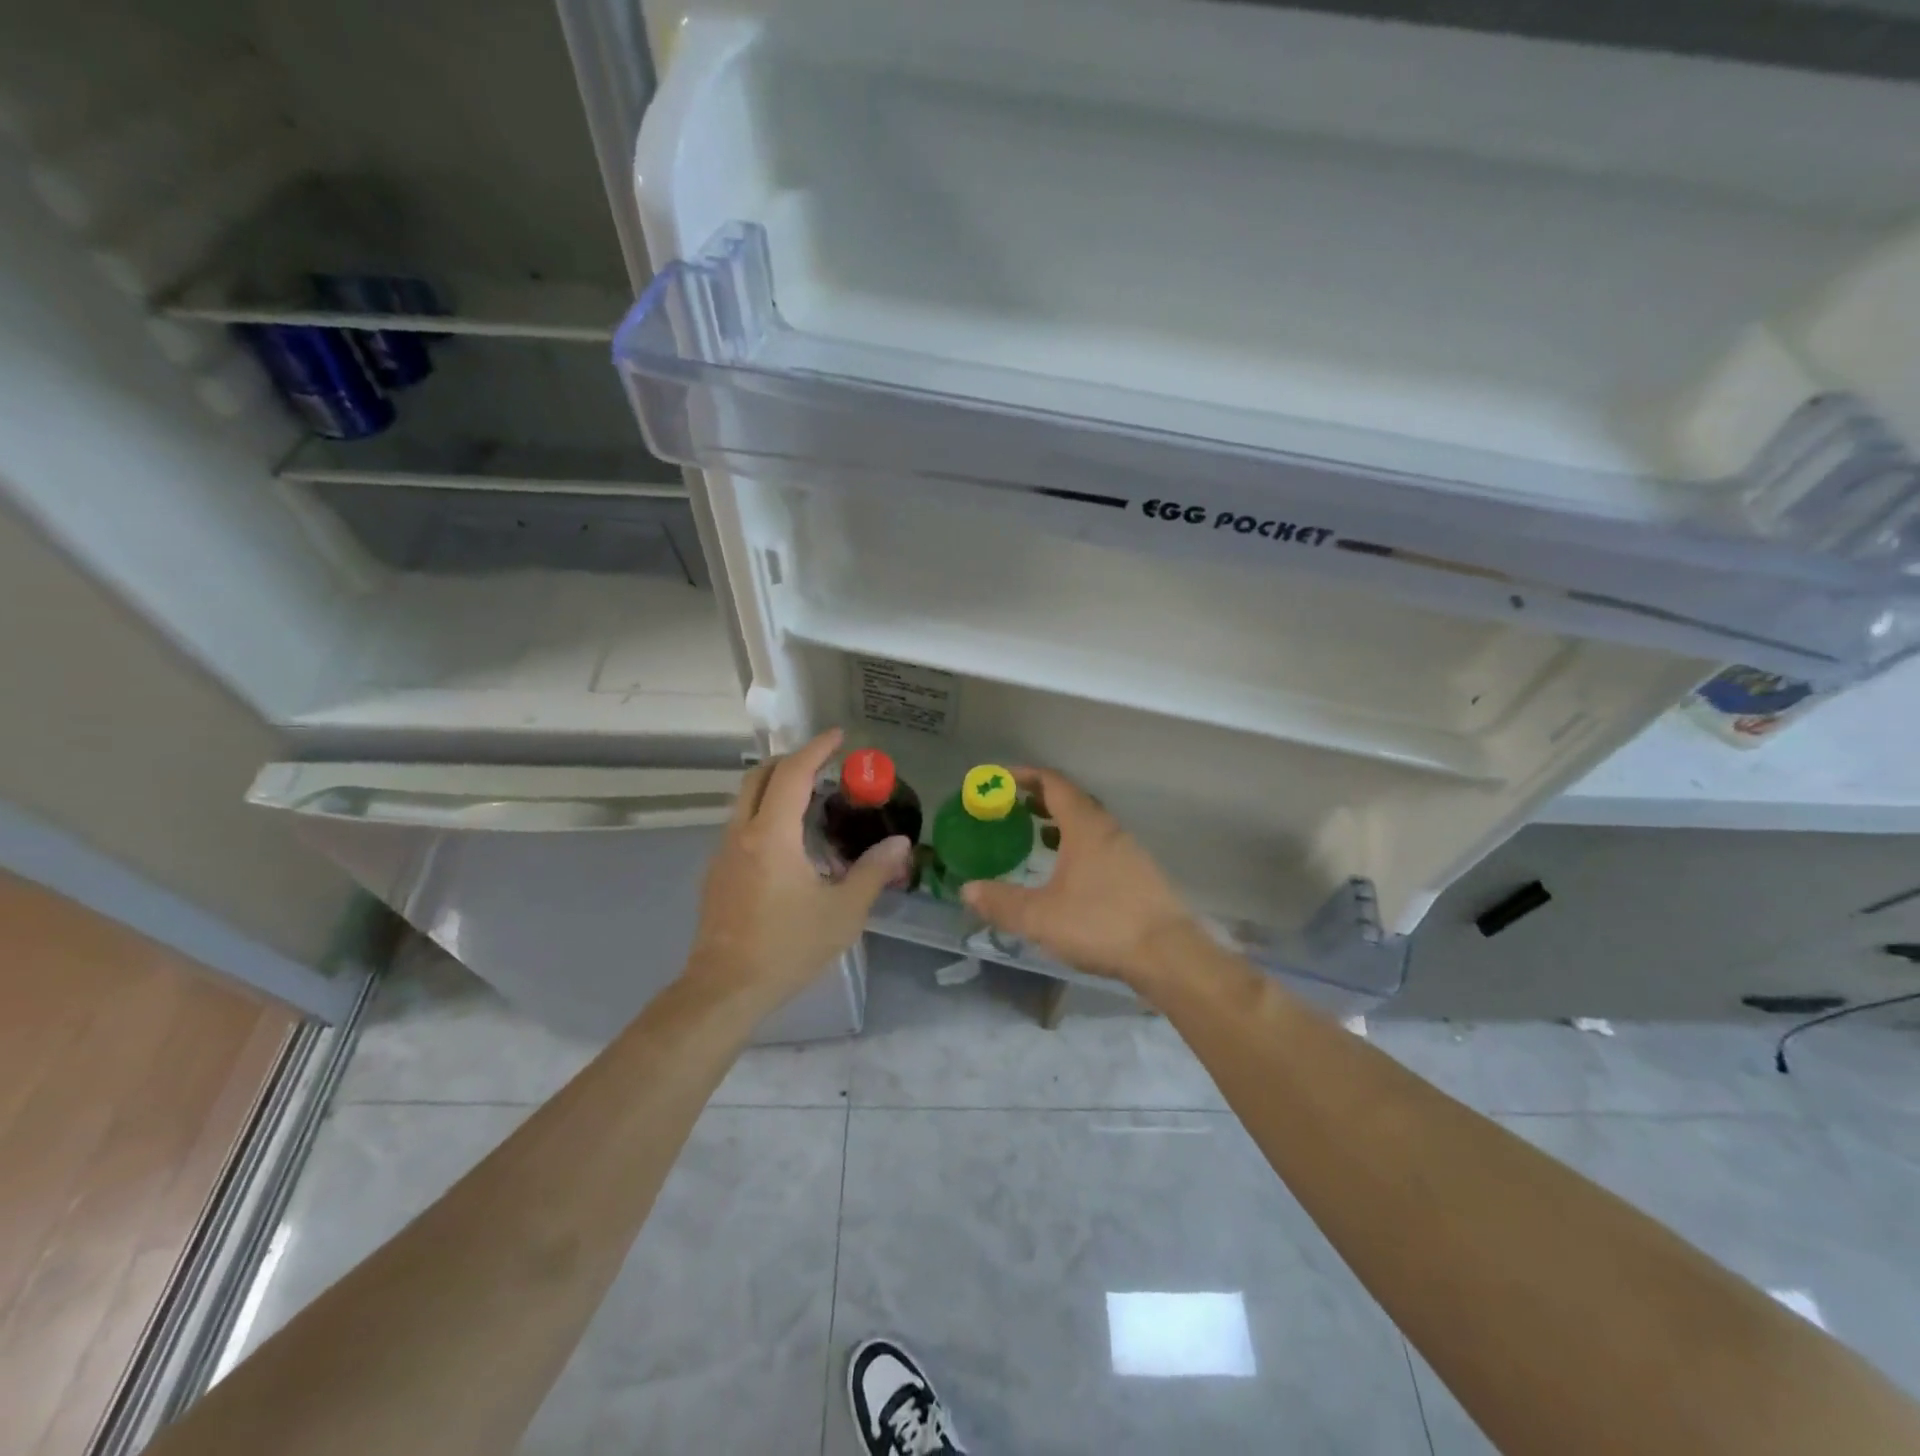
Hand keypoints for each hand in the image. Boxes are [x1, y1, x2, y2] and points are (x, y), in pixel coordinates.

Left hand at [685, 728, 909, 1005]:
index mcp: (772, 836)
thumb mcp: (843, 912)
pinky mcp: (716, 873)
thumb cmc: (787, 947)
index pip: (792, 774)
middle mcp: (741, 834)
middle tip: (823, 764)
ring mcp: (723, 853)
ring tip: (810, 801)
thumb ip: (872, 872)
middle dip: (790, 760)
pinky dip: (764, 814)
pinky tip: (789, 844)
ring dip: (775, 787)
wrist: (725, 989)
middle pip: (758, 776)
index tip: (838, 736)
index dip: (816, 749)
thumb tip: (899, 843)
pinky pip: (741, 826)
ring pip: (745, 800)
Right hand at [961, 767, 1195, 985]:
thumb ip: (1001, 902)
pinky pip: (1101, 844)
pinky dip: (1077, 844)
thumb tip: (968, 890)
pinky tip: (1067, 872)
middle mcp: (1108, 829)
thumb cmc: (1100, 924)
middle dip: (1040, 798)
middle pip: (1072, 799)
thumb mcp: (1040, 916)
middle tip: (1011, 807)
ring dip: (1060, 822)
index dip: (1024, 776)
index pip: (1053, 783)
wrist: (1168, 954)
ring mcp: (1128, 850)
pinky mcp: (1139, 873)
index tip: (999, 779)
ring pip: (1089, 823)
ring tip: (1035, 835)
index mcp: (1085, 826)